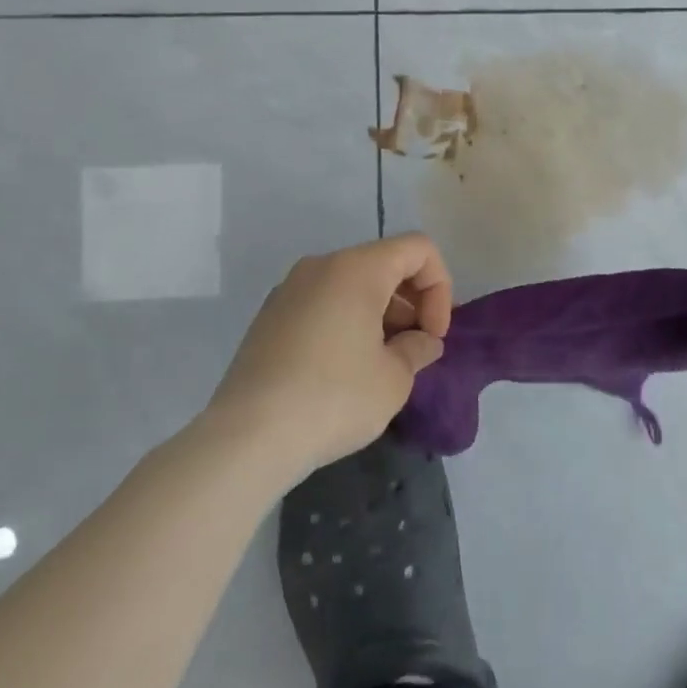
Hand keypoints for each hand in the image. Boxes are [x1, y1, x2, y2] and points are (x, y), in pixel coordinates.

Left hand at [211, 234, 453, 481]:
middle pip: (385, 263)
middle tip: (414, 349)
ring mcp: (289, 290)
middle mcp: (321, 266)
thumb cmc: (333, 398)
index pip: (419, 249)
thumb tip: (421, 342)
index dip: (439, 288)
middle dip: (411, 301)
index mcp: (357, 268)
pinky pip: (324, 303)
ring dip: (380, 313)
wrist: (247, 438)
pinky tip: (345, 369)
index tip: (433, 335)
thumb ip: (417, 349)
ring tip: (382, 364)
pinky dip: (348, 322)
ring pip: (352, 284)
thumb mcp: (394, 378)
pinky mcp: (269, 318)